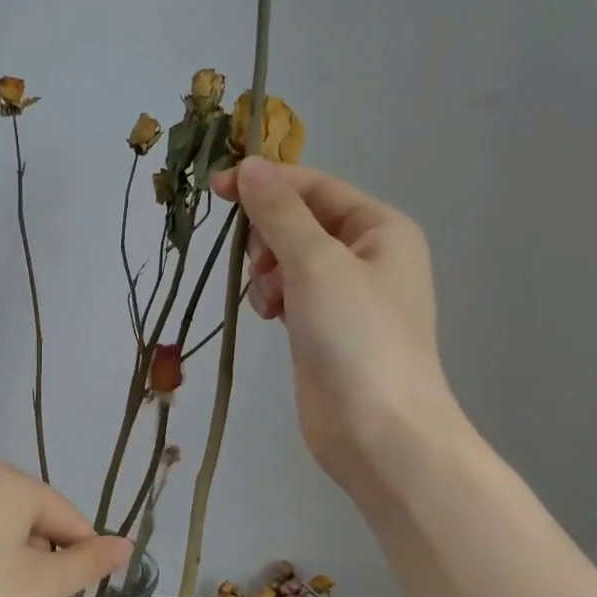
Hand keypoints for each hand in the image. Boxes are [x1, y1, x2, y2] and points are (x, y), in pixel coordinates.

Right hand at [210, 158, 463, 495]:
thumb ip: (279, 212)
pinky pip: (289, 294)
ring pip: (289, 260)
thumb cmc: (355, 337)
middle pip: (300, 222)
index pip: (315, 187)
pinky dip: (274, 299)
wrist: (378, 430)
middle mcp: (368, 255)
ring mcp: (346, 296)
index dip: (266, 183)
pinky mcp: (325, 329)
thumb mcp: (316, 263)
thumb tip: (250, 167)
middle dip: (269, 238)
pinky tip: (272, 318)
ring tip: (271, 302)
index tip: (216, 189)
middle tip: (264, 266)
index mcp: (380, 228)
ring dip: (268, 273)